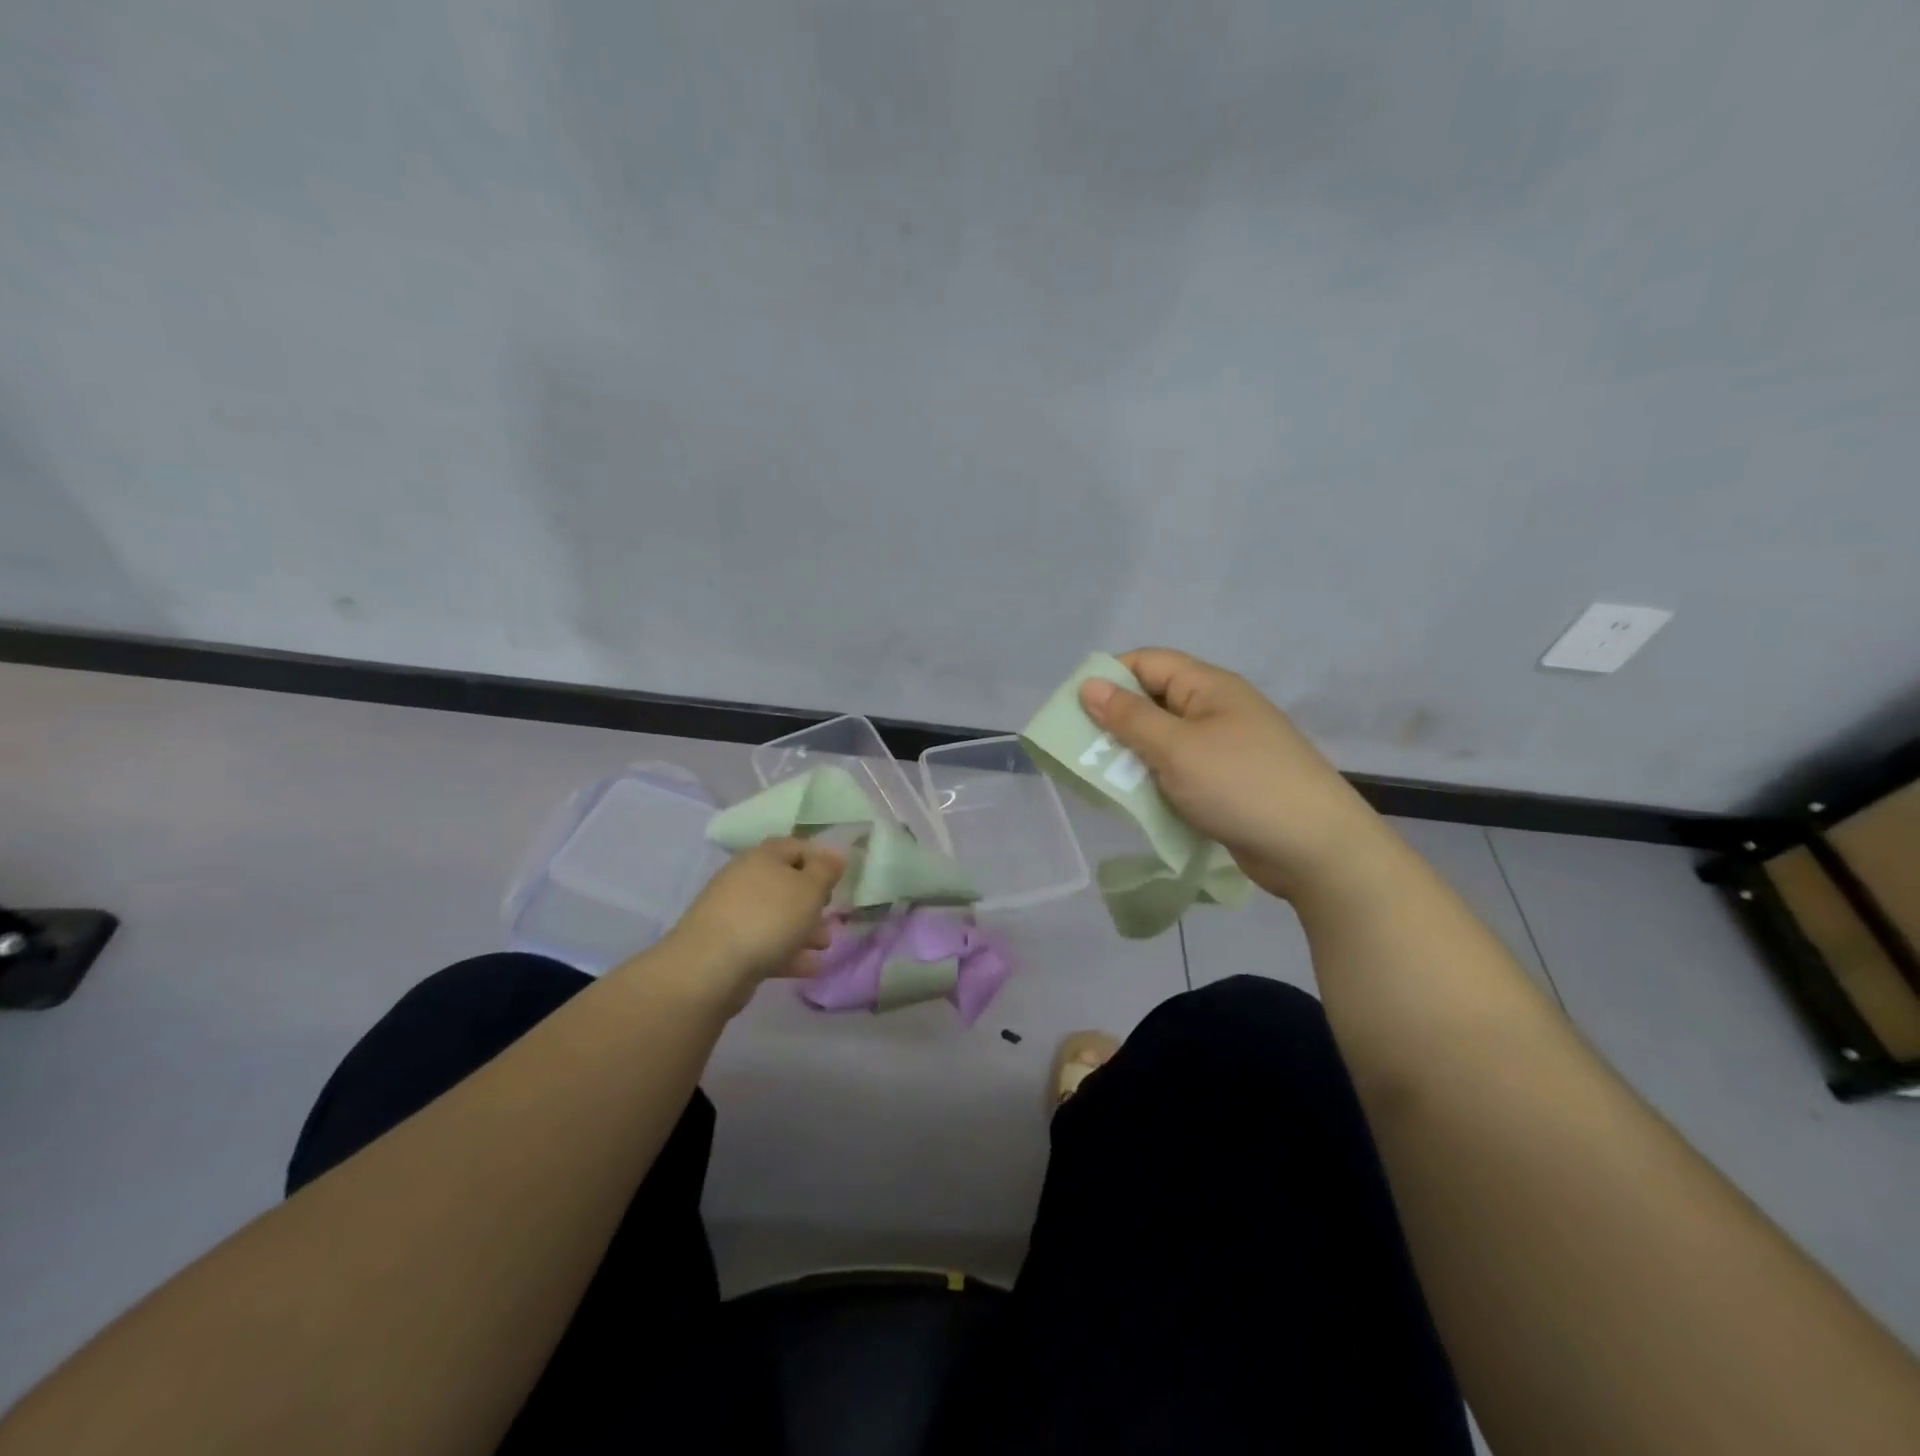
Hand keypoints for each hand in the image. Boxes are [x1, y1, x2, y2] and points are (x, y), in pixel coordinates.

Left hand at [654, 838, 844, 1012]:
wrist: (710, 967)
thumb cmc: (768, 918)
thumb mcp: (809, 889)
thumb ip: (826, 870)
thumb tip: (835, 854)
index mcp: (763, 857)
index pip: (796, 846)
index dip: (821, 859)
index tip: (840, 880)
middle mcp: (745, 878)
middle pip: (786, 883)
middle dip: (813, 901)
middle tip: (832, 915)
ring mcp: (733, 913)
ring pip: (776, 915)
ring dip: (803, 929)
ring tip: (824, 946)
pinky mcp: (727, 945)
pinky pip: (765, 943)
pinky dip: (787, 951)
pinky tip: (809, 967)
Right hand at [1078, 648, 1384, 899]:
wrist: (1314, 848)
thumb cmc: (1240, 786)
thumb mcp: (1176, 748)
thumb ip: (1129, 717)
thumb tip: (1089, 684)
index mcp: (1208, 687)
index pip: (1148, 663)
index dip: (1109, 678)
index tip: (1073, 708)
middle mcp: (1216, 709)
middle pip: (1153, 701)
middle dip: (1115, 722)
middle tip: (1080, 750)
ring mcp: (1225, 747)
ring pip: (1163, 740)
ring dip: (1132, 756)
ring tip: (1101, 779)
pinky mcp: (1227, 782)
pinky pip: (1179, 770)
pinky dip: (1155, 780)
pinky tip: (1135, 800)